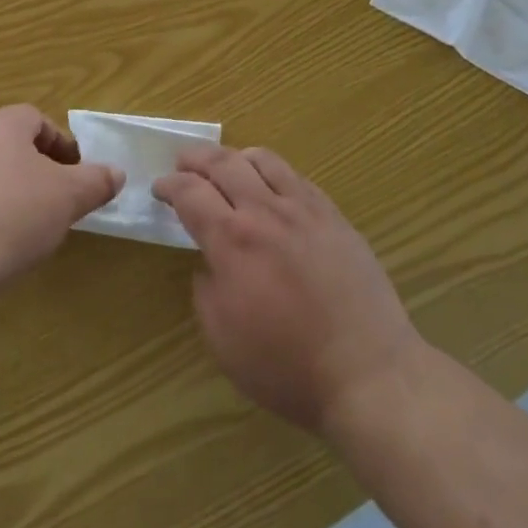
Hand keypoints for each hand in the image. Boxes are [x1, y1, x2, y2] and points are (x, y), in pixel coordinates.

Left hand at [0, 105, 123, 295]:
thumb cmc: (12, 214)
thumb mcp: (68, 198)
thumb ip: (96, 182)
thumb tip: (117, 173)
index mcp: (4, 126)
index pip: (35, 118)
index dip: (59, 142)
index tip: (74, 171)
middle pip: (9, 145)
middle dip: (35, 169)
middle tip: (54, 199)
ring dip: (7, 192)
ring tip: (25, 227)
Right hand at [154, 146, 422, 435]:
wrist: (367, 371)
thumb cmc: (287, 365)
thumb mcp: (222, 339)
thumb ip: (206, 289)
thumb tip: (210, 261)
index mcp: (232, 240)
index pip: (190, 192)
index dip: (169, 185)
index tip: (159, 188)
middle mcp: (265, 211)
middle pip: (222, 162)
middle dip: (195, 158)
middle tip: (182, 163)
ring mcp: (304, 208)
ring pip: (262, 159)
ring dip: (234, 157)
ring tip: (226, 166)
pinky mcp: (333, 215)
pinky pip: (296, 177)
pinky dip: (272, 172)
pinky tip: (270, 186)